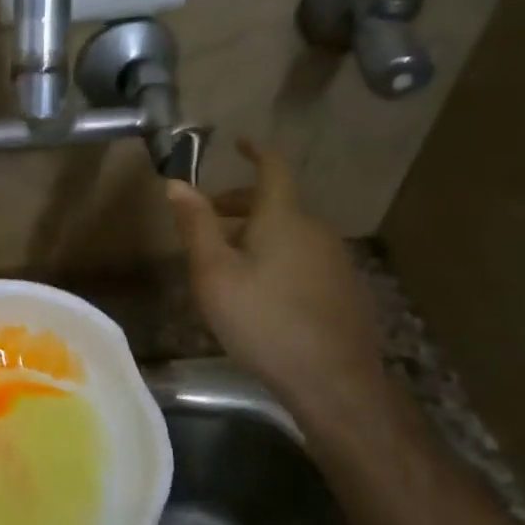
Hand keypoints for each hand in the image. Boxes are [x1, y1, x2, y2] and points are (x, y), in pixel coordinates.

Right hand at [166, 140, 388, 426]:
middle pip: (277, 203)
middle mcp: (316, 229)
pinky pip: (306, 258)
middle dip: (241, 204)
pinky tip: (264, 293)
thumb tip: (177, 183)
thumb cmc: (263, 320)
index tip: (239, 143)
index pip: (274, 168)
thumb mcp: (214, 274)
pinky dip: (280, 257)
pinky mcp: (347, 289)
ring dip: (259, 234)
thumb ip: (196, 226)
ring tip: (229, 263)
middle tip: (209, 221)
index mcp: (284, 218)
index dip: (256, 151)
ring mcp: (337, 260)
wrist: (334, 381)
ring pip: (291, 233)